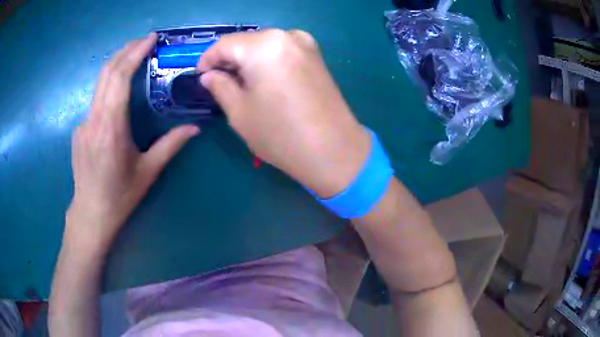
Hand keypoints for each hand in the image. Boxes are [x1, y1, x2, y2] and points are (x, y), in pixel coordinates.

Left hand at [67, 33, 198, 249]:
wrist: (91, 213)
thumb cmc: (120, 196)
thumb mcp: (148, 172)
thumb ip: (171, 145)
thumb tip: (195, 128)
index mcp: (111, 128)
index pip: (119, 78)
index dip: (135, 53)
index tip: (150, 38)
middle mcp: (94, 120)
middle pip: (107, 73)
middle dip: (126, 50)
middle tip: (145, 40)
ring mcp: (83, 123)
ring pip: (99, 84)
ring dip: (117, 64)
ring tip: (133, 56)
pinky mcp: (79, 129)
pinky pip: (95, 100)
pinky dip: (108, 86)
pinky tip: (117, 93)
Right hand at [198, 29, 369, 197]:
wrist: (334, 150)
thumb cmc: (280, 134)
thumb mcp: (239, 112)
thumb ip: (220, 87)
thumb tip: (209, 76)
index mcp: (263, 46)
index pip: (224, 44)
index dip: (207, 59)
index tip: (200, 76)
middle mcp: (286, 36)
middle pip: (245, 42)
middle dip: (228, 60)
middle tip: (218, 82)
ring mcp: (305, 44)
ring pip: (264, 46)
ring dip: (247, 61)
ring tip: (239, 83)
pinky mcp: (316, 56)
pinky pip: (282, 52)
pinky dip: (266, 62)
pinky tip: (262, 80)